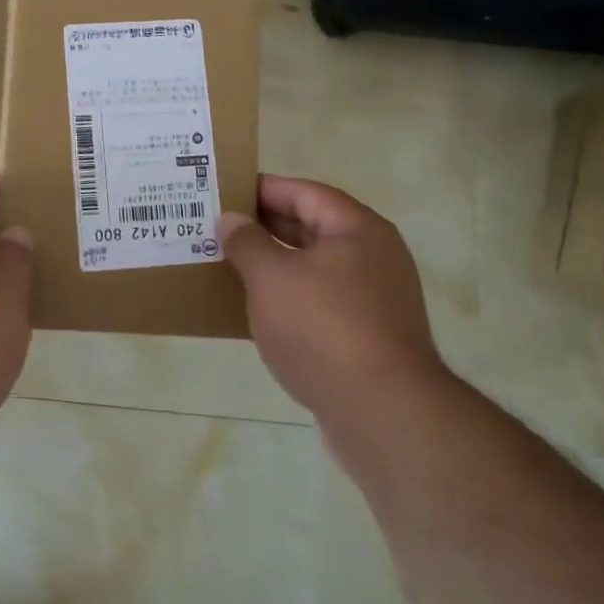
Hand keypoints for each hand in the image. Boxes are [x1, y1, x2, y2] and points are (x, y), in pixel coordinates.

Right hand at [219, 175, 448, 430]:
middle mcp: (373, 256)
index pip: (304, 192)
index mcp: (357, 229)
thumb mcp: (272, 278)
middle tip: (218, 228)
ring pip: (314, 268)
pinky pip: (322, 302)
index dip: (262, 189)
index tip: (224, 191)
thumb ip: (246, 242)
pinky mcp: (370, 336)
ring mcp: (375, 299)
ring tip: (229, 266)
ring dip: (274, 265)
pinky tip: (257, 312)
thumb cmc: (323, 329)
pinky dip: (290, 299)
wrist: (384, 414)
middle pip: (311, 228)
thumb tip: (232, 220)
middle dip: (264, 227)